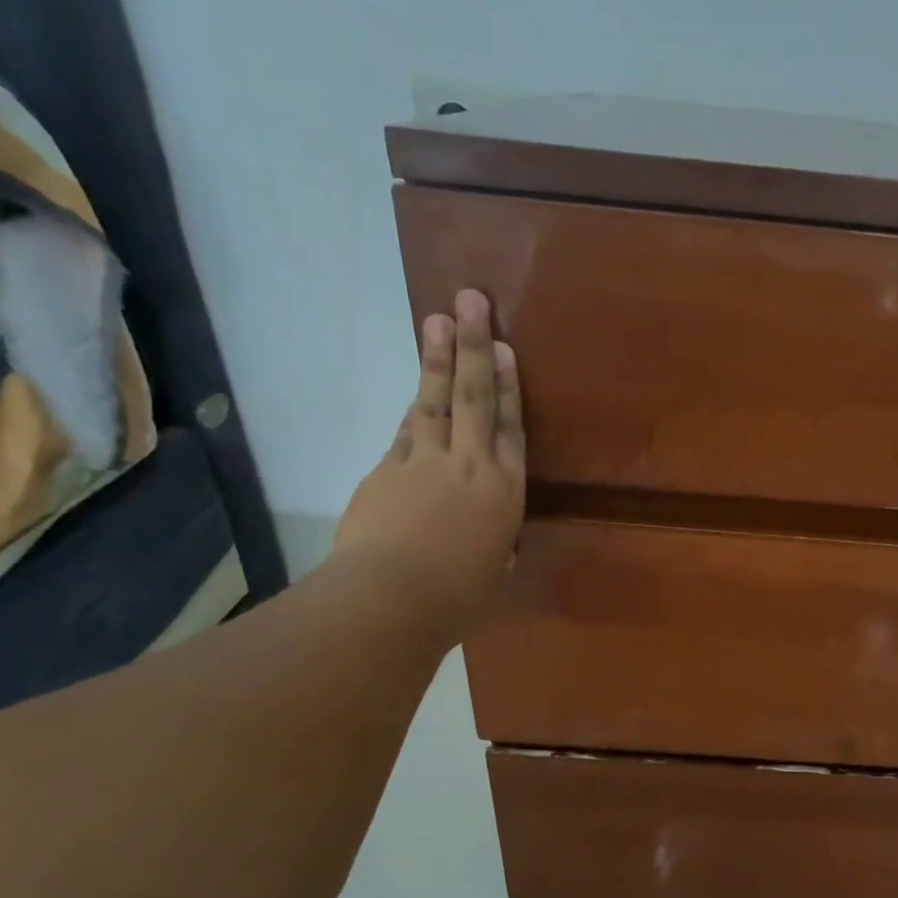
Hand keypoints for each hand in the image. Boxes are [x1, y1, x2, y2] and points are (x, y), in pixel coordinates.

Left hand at [333, 289, 525, 639]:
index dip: (509, 387)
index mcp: (504, 494)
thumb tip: (488, 541)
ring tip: (439, 319)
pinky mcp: (386, 470)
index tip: (506, 350)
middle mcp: (469, 466)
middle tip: (473, 300)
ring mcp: (423, 463)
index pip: (511, 429)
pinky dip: (414, 407)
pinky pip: (406, 431)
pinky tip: (417, 390)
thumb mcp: (492, 571)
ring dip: (437, 359)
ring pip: (434, 401)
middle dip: (475, 347)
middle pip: (474, 397)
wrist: (391, 597)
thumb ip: (494, 544)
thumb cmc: (457, 598)